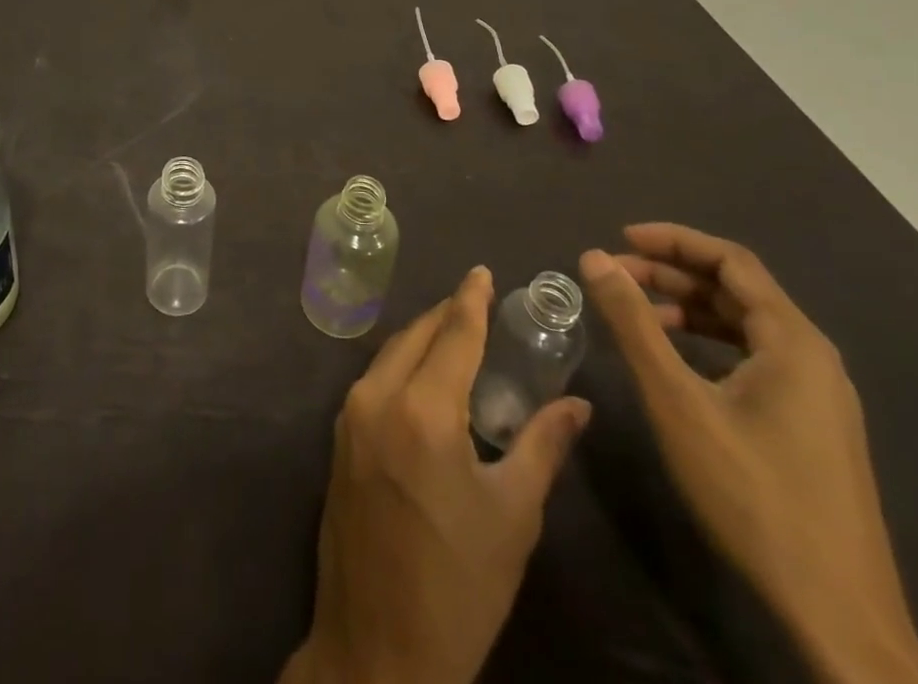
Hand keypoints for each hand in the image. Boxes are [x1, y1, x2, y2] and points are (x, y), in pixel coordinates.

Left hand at [283, 267, 590, 683]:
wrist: (379, 647)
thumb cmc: (460, 586)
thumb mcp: (513, 517)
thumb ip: (543, 447)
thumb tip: (578, 405)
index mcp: (423, 410)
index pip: (453, 335)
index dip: (470, 300)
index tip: (482, 271)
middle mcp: (378, 397)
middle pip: (415, 336)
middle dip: (446, 315)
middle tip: (477, 304)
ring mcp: (350, 415)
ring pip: (390, 354)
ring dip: (422, 338)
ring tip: (455, 335)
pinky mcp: (339, 437)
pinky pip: (374, 379)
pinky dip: (401, 365)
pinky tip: (424, 377)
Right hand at [580, 225, 917, 683]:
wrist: (837, 613)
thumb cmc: (752, 492)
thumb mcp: (677, 400)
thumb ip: (633, 322)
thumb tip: (594, 257)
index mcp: (793, 341)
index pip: (731, 261)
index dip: (673, 240)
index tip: (619, 238)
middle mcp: (812, 357)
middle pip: (737, 290)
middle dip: (671, 275)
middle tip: (614, 276)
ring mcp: (817, 395)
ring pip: (743, 325)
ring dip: (686, 308)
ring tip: (634, 313)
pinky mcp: (810, 425)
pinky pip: (753, 358)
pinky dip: (707, 342)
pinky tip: (674, 360)